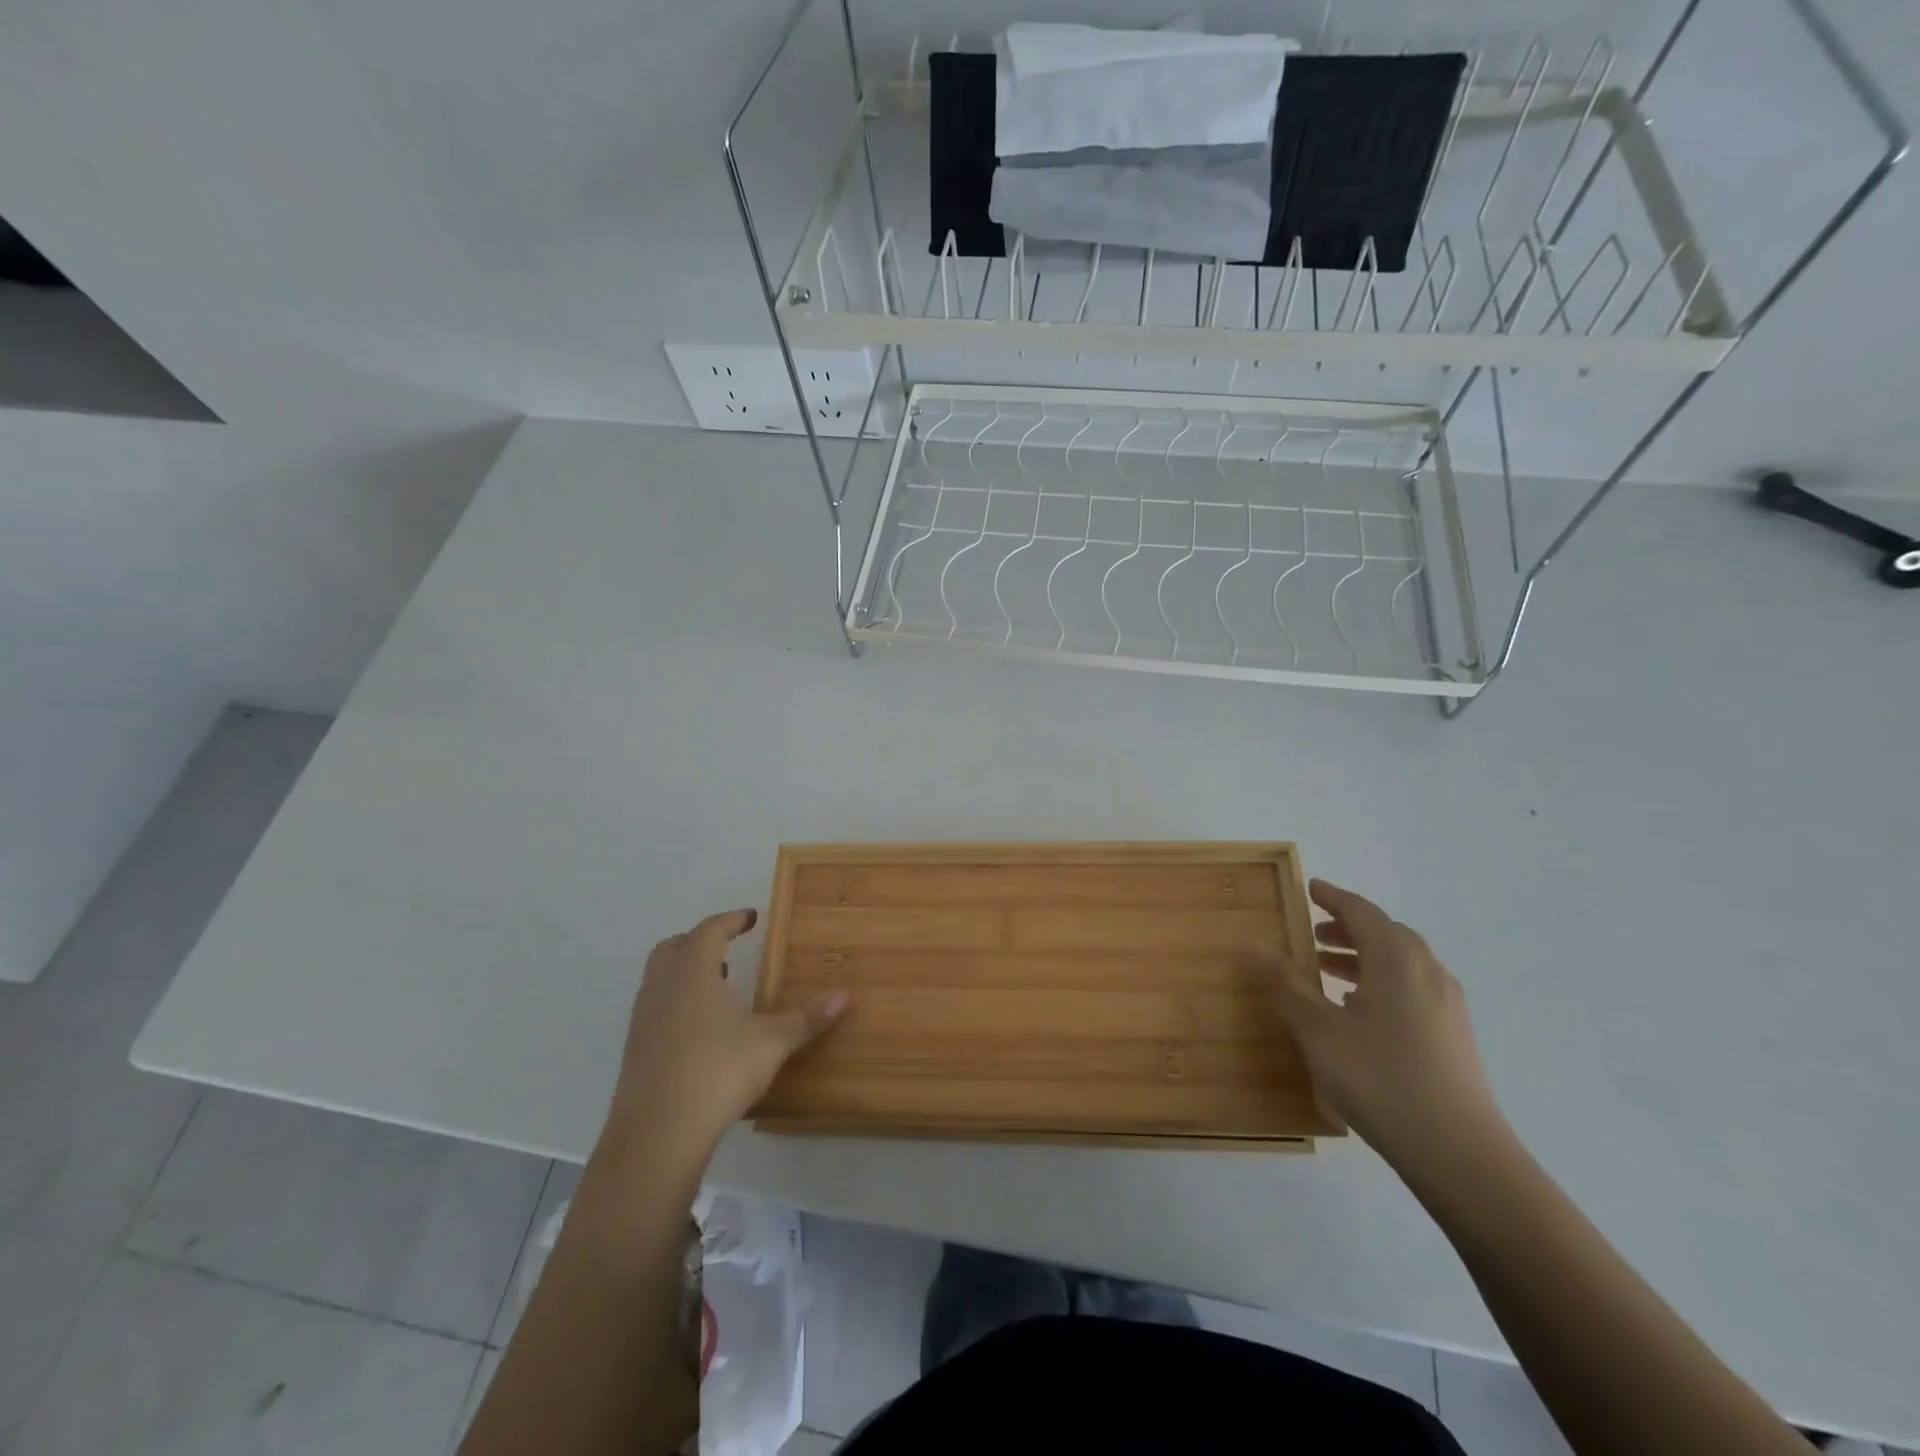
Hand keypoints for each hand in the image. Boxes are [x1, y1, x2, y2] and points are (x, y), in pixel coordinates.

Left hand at [608, 909, 847, 1161]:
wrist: (657, 1134)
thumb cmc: (717, 1071)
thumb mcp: (771, 1043)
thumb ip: (806, 1018)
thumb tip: (844, 995)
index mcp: (693, 973)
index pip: (709, 931)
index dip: (730, 920)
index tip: (750, 917)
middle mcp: (662, 988)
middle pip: (673, 948)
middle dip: (699, 941)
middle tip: (727, 947)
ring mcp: (643, 1021)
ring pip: (659, 979)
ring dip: (685, 973)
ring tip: (718, 987)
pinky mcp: (635, 1052)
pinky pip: (655, 1009)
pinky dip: (676, 1003)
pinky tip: (699, 1030)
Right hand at [1263, 880, 1505, 1172]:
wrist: (1460, 1154)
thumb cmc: (1381, 1080)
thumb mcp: (1319, 1031)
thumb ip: (1287, 985)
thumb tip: (1256, 944)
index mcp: (1397, 961)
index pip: (1362, 912)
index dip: (1334, 898)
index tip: (1310, 888)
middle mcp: (1427, 973)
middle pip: (1387, 934)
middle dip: (1348, 928)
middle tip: (1313, 934)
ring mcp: (1447, 1006)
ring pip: (1402, 963)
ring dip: (1364, 956)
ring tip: (1327, 971)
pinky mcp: (1454, 1036)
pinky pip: (1412, 988)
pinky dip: (1382, 981)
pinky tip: (1360, 1011)